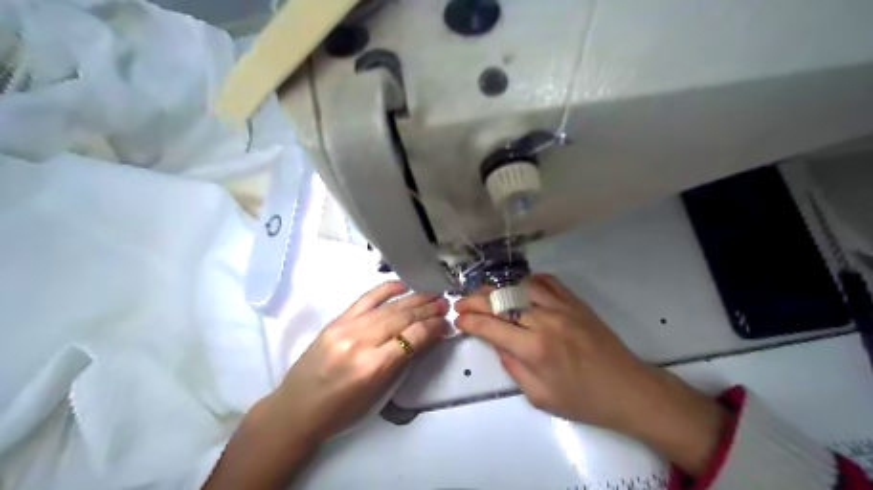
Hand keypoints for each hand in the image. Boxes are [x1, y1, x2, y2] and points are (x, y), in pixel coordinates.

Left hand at [205, 284, 450, 489]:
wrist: (296, 409)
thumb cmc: (341, 411)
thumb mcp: (378, 394)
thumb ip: (403, 363)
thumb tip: (427, 338)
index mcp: (373, 367)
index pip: (412, 338)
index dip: (433, 328)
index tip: (446, 324)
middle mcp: (361, 342)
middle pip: (402, 318)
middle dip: (428, 309)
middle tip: (445, 304)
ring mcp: (346, 328)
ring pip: (388, 307)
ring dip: (414, 299)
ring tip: (433, 294)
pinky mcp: (336, 320)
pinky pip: (366, 299)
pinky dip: (386, 289)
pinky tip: (403, 285)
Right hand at [454, 275, 727, 477]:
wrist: (628, 389)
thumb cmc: (583, 400)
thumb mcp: (540, 396)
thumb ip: (513, 367)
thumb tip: (498, 344)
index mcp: (534, 349)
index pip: (491, 327)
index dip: (470, 321)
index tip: (458, 319)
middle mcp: (545, 321)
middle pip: (501, 302)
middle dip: (475, 300)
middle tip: (461, 302)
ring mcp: (562, 307)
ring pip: (520, 287)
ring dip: (497, 288)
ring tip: (484, 293)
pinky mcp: (575, 302)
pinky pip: (546, 281)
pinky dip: (527, 281)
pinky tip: (517, 287)